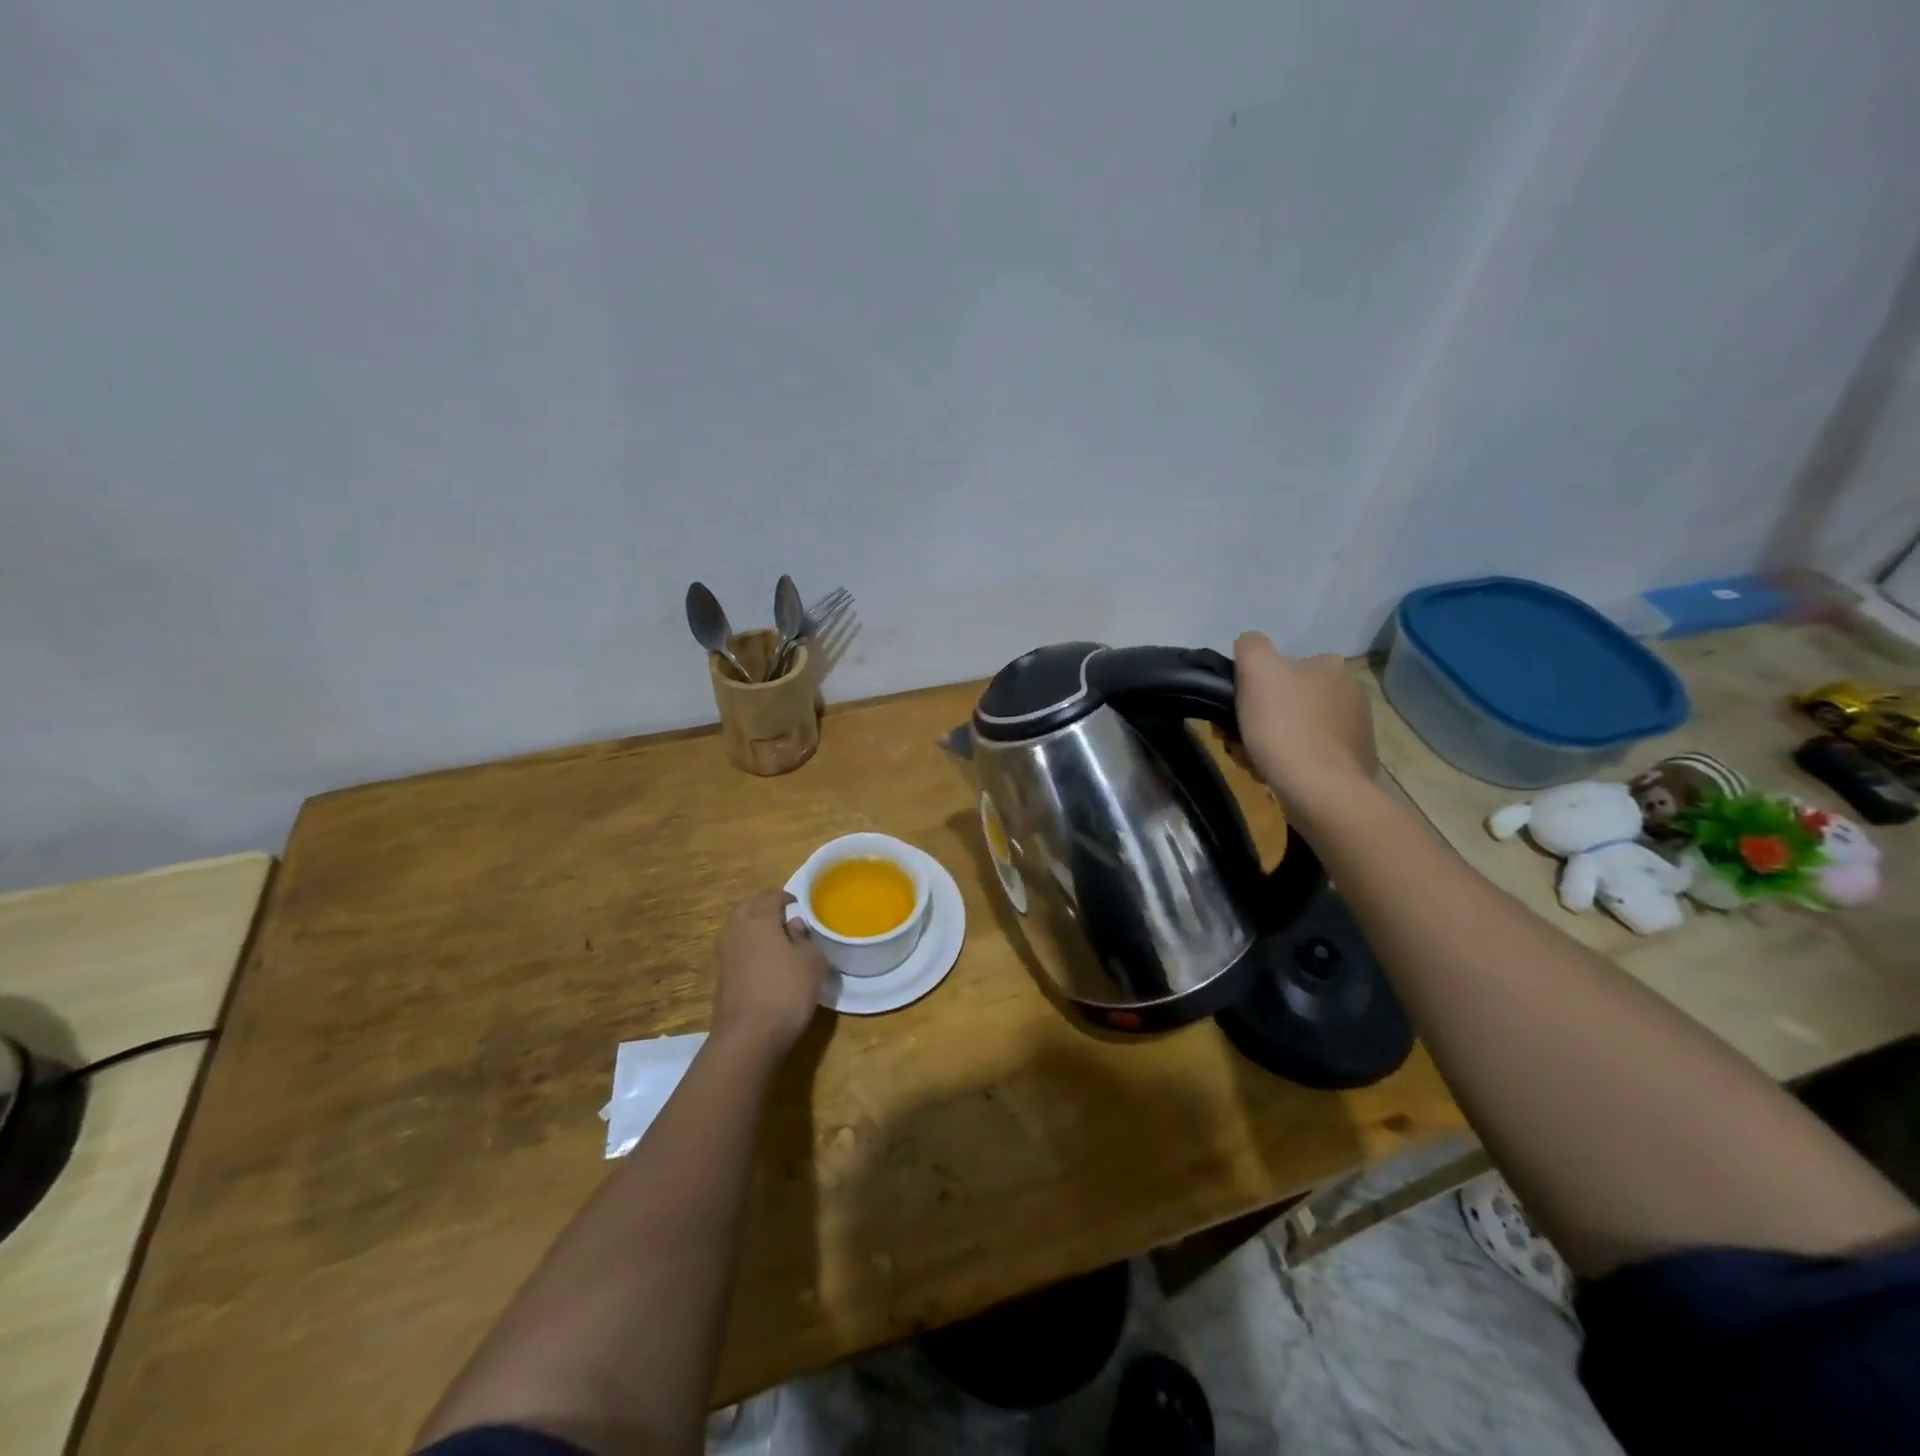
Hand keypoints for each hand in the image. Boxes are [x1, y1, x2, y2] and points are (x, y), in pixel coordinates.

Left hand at [711, 890, 828, 1055]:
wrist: (749, 1036)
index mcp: (759, 918)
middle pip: (749, 907)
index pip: (770, 895)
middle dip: (765, 908)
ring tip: (776, 940)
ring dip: (754, 928)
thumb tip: (793, 926)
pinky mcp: (721, 975)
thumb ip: (804, 938)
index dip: (786, 897)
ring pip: (738, 927)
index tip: (800, 906)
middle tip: (786, 919)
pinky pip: (736, 948)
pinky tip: (765, 963)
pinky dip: (749, 947)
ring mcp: (724, 953)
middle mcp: (736, 929)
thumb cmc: (787, 990)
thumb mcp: (812, 961)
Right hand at [1233, 631, 1377, 819]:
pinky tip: (1280, 775)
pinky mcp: (1356, 761)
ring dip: (1276, 742)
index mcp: (1330, 665)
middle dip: (1263, 718)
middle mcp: (1351, 691)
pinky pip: (1314, 755)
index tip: (1237, 711)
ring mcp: (1357, 728)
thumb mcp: (1256, 669)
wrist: (1320, 788)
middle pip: (1290, 700)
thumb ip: (1251, 646)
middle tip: (1240, 741)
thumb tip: (1251, 645)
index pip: (1283, 669)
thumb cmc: (1284, 725)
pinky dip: (1295, 762)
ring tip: (1256, 762)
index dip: (1254, 689)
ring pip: (1300, 729)